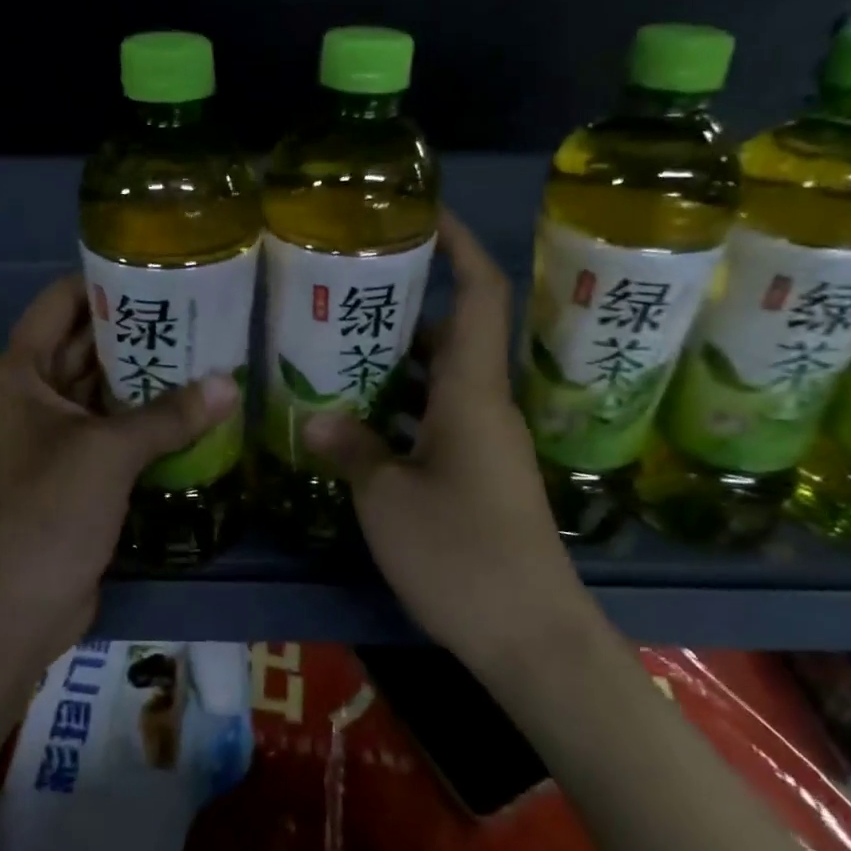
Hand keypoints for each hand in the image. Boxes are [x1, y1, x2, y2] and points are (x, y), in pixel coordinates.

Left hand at [0, 274, 239, 666]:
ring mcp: (51, 439)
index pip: (58, 305)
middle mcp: (30, 398)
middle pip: (84, 347)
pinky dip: (144, 421)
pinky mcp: (73, 475)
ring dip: (145, 378)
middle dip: (136, 331)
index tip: (157, 271)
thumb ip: (169, 414)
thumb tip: (230, 384)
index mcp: (19, 375)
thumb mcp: (108, 453)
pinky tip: (192, 411)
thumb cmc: (47, 512)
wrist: (14, 609)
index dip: (102, 283)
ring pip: (102, 392)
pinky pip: (111, 432)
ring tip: (205, 354)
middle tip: (199, 313)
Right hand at [302, 210, 589, 671]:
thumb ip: (354, 450)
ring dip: (395, 363)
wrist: (532, 637)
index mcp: (472, 393)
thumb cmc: (462, 555)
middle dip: (405, 305)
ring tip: (336, 350)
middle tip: (346, 291)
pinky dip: (400, 411)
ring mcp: (484, 444)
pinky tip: (355, 423)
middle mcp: (484, 407)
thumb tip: (318, 419)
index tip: (423, 213)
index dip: (460, 246)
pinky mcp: (478, 477)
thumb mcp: (389, 499)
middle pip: (451, 333)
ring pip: (439, 381)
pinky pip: (436, 421)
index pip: (480, 294)